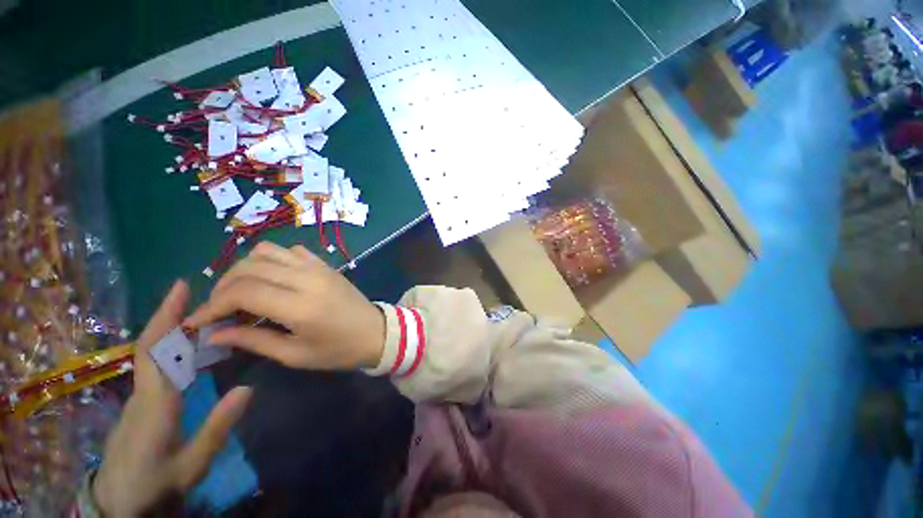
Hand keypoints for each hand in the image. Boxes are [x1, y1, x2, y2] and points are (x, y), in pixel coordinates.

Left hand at [93, 281, 252, 516]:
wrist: (117, 501)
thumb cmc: (155, 483)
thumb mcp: (192, 464)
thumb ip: (218, 426)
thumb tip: (248, 387)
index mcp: (155, 403)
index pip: (158, 351)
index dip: (168, 317)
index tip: (181, 289)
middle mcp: (142, 391)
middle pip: (150, 344)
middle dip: (167, 314)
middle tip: (190, 290)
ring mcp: (137, 395)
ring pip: (150, 353)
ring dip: (170, 327)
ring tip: (198, 312)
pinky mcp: (139, 401)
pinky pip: (153, 365)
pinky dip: (168, 345)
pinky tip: (186, 344)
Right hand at [184, 243, 385, 370]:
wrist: (375, 332)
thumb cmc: (339, 350)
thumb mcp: (295, 355)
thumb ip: (253, 340)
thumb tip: (214, 333)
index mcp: (300, 305)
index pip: (242, 292)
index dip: (211, 305)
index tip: (196, 322)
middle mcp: (307, 278)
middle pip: (249, 268)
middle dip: (222, 287)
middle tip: (217, 310)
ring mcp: (318, 267)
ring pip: (267, 251)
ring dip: (244, 269)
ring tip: (240, 292)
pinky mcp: (325, 264)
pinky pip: (290, 250)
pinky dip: (271, 260)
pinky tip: (271, 279)